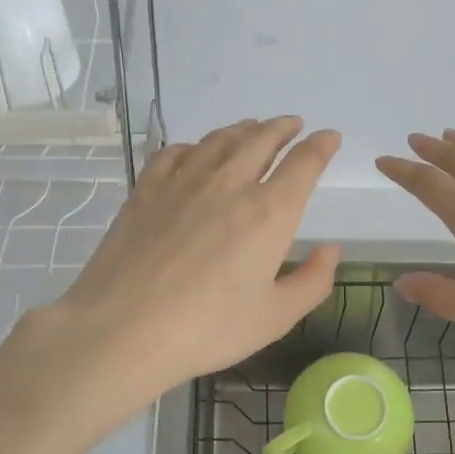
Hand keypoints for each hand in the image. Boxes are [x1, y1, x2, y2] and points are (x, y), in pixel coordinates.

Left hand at [46, 117, 341, 406]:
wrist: (124, 328)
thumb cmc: (208, 328)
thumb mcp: (274, 317)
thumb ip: (312, 281)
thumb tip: (330, 249)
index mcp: (269, 212)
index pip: (304, 163)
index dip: (321, 145)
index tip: (329, 137)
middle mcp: (230, 183)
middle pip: (262, 139)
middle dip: (283, 128)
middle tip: (292, 124)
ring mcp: (184, 181)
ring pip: (220, 140)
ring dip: (243, 129)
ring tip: (252, 128)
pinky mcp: (148, 188)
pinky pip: (176, 152)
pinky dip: (195, 146)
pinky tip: (195, 152)